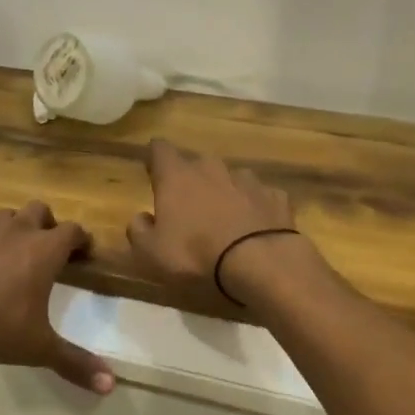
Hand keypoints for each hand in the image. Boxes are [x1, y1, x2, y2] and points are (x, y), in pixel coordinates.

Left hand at [0, 203, 113, 394]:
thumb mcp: (39, 347)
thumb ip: (75, 363)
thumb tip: (111, 384)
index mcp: (44, 250)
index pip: (73, 231)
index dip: (81, 239)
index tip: (83, 249)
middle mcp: (17, 230)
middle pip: (40, 210)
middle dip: (47, 224)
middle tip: (46, 247)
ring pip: (6, 216)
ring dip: (12, 229)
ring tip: (8, 254)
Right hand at [126, 140, 299, 303]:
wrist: (262, 264)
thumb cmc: (196, 256)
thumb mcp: (150, 254)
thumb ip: (138, 231)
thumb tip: (140, 218)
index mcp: (177, 177)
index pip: (160, 149)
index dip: (155, 158)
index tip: (153, 170)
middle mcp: (211, 169)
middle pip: (197, 163)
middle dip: (192, 179)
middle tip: (189, 206)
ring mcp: (247, 180)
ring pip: (231, 178)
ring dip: (225, 192)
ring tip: (225, 219)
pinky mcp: (276, 197)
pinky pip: (260, 197)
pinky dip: (255, 208)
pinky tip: (256, 228)